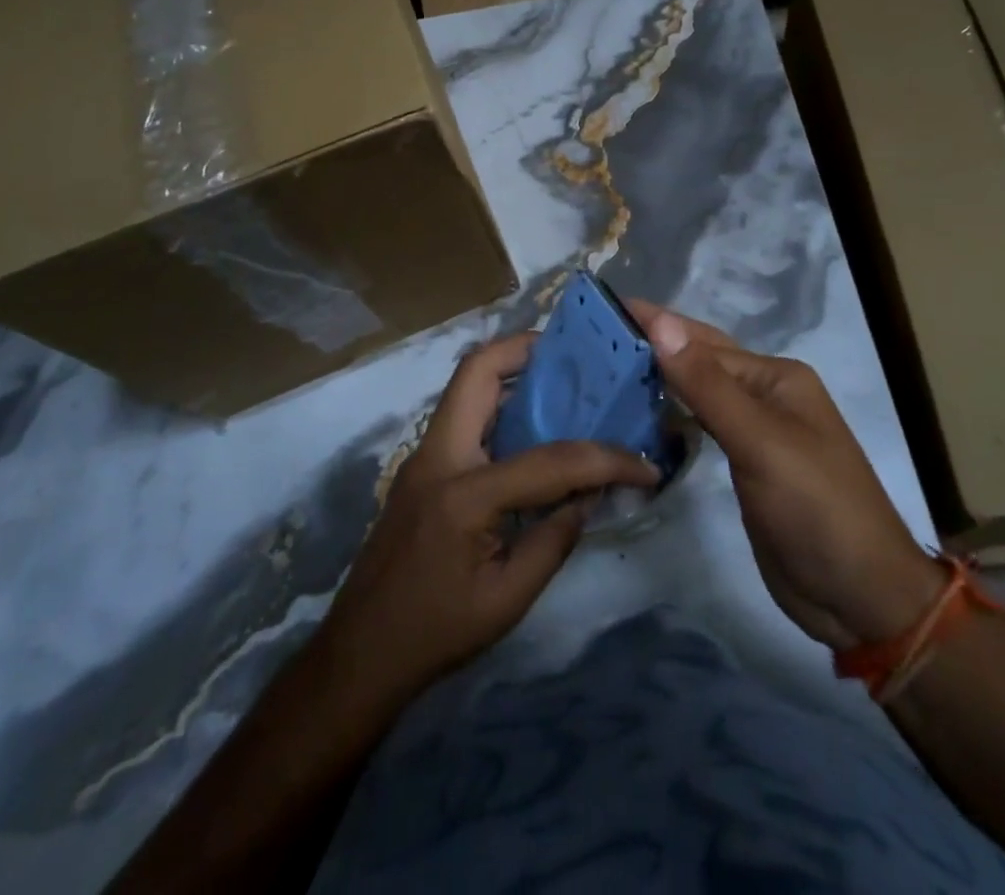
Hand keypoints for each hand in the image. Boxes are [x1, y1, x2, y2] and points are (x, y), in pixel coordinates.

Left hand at [316, 333, 660, 706]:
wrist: (360, 654)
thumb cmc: (435, 632)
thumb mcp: (508, 598)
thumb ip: (555, 538)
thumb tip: (591, 494)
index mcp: (464, 493)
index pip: (550, 461)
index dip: (605, 460)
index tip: (644, 465)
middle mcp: (438, 455)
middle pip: (476, 370)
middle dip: (527, 350)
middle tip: (576, 359)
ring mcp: (424, 455)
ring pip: (467, 386)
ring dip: (513, 373)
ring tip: (563, 382)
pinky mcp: (423, 466)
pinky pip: (465, 415)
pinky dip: (500, 405)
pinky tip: (532, 427)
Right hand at [631, 303, 943, 651]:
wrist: (860, 597)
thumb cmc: (816, 508)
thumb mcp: (760, 442)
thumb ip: (707, 385)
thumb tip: (662, 324)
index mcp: (775, 377)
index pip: (701, 342)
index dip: (654, 325)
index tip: (604, 307)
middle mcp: (765, 395)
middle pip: (700, 361)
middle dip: (653, 346)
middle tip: (594, 334)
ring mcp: (756, 432)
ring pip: (697, 394)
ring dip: (658, 380)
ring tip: (604, 366)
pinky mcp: (745, 464)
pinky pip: (700, 427)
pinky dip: (670, 416)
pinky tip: (640, 414)